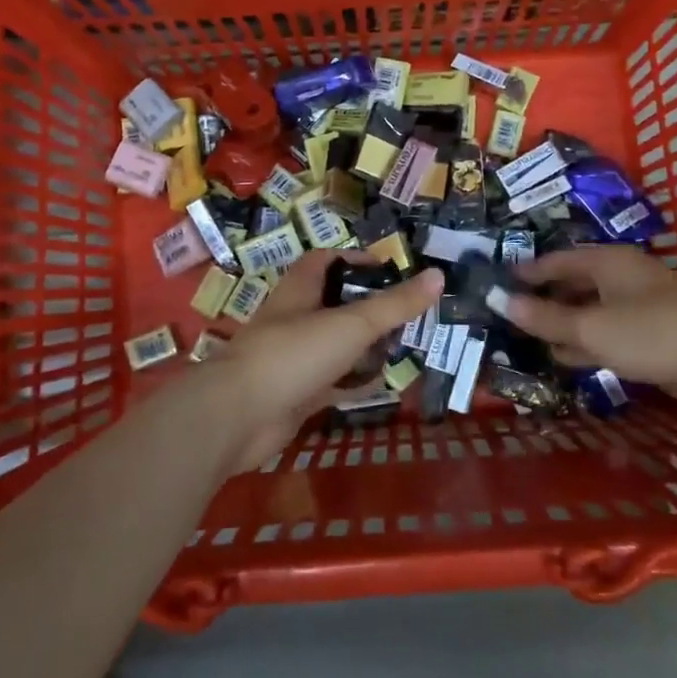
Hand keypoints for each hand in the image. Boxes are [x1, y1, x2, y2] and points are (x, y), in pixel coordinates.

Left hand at [206, 252, 442, 471]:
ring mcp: (294, 357)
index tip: (391, 271)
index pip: (327, 261)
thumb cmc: (294, 354)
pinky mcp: (296, 393)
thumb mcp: (351, 324)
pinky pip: (332, 382)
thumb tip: (438, 276)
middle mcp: (295, 318)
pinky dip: (354, 383)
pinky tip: (382, 386)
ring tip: (404, 348)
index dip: (356, 260)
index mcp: (300, 289)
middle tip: (408, 315)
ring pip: (336, 344)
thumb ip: (395, 305)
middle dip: (369, 308)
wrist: (239, 417)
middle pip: (335, 303)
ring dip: (364, 347)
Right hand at [498, 245, 676, 416]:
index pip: (557, 260)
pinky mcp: (649, 340)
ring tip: (524, 338)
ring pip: (588, 313)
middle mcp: (620, 280)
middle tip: (506, 314)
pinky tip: (560, 358)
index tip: (498, 282)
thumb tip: (499, 300)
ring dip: (560, 325)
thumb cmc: (652, 332)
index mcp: (607, 262)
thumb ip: (545, 317)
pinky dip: (582, 345)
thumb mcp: (591, 326)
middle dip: (542, 299)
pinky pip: (605, 337)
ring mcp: (636, 310)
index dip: (528, 271)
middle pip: (572, 285)